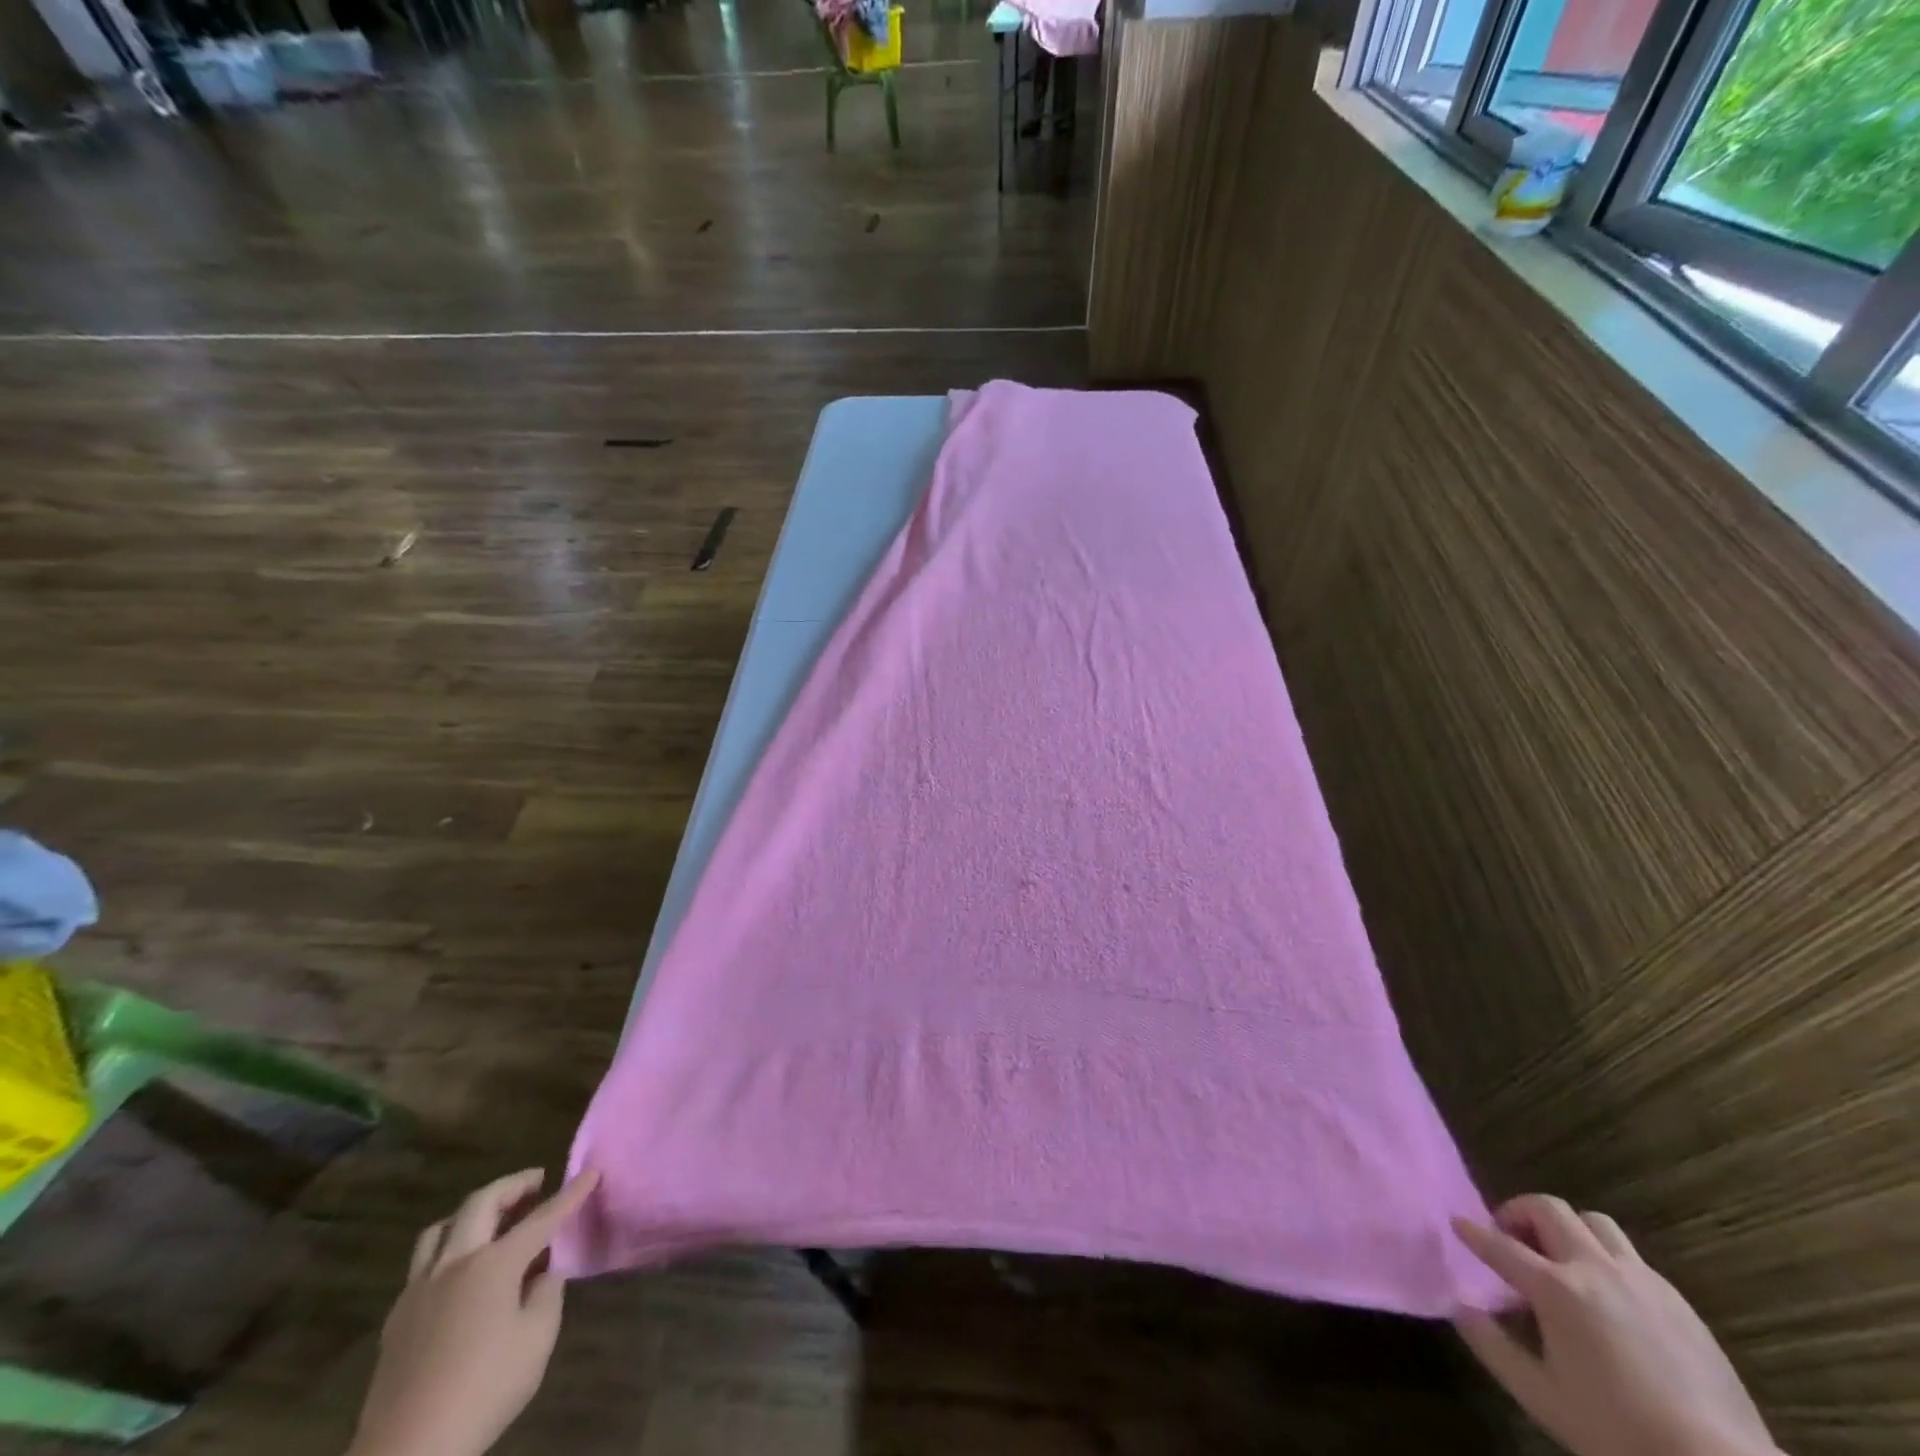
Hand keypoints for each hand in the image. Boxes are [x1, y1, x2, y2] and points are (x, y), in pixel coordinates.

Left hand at [350, 1168, 600, 1455]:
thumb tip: (543, 1270)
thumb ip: (546, 1292)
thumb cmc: (484, 1390)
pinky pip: (424, 1262)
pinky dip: (449, 1247)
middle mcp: (454, 1264)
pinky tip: (461, 1270)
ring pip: (442, 1227)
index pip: (542, 1217)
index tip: (591, 1172)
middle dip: (514, 1185)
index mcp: (493, 1265)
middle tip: (537, 1182)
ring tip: (494, 1218)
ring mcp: (419, 1289)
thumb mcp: (537, 1339)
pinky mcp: (398, 1317)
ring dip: (473, 1211)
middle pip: (482, 1203)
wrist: (408, 1451)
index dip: (571, 1193)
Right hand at [1452, 1195, 1776, 1455]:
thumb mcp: (1541, 1397)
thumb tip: (1460, 1307)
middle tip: (1511, 1238)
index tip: (1457, 1222)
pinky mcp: (1678, 1301)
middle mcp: (1595, 1269)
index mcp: (1557, 1289)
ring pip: (1594, 1222)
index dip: (1473, 1232)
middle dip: (1519, 1212)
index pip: (1500, 1245)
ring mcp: (1642, 1281)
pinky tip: (1609, 1297)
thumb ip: (1492, 1346)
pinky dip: (1605, 1259)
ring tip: (1561, 1258)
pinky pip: (1631, 1257)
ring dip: (1567, 1229)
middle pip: (1548, 1208)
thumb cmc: (1620, 1435)